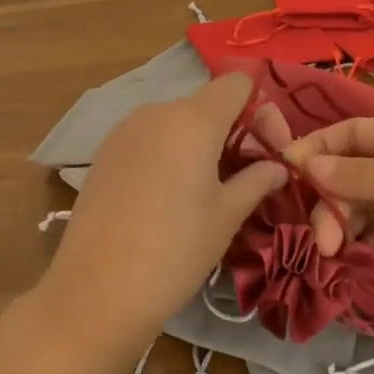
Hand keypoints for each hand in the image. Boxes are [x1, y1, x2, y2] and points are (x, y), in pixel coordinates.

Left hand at [34, 73, 287, 360]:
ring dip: (198, 141)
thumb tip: (278, 166)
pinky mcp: (105, 149)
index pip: (237, 83)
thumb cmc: (174, 251)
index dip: (258, 108)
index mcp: (194, 119)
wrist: (95, 290)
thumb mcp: (226, 217)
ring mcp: (127, 127)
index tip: (266, 148)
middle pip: (207, 102)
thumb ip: (256, 181)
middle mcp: (159, 110)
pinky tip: (165, 195)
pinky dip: (167, 151)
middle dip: (231, 129)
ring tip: (203, 190)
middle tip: (241, 175)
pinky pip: (149, 135)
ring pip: (176, 119)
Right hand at [285, 113, 373, 330]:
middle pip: (353, 174)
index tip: (284, 171)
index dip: (317, 148)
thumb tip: (307, 163)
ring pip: (364, 208)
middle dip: (330, 199)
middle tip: (321, 237)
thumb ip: (359, 175)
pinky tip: (353, 260)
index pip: (351, 134)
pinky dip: (364, 245)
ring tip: (334, 253)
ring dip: (344, 225)